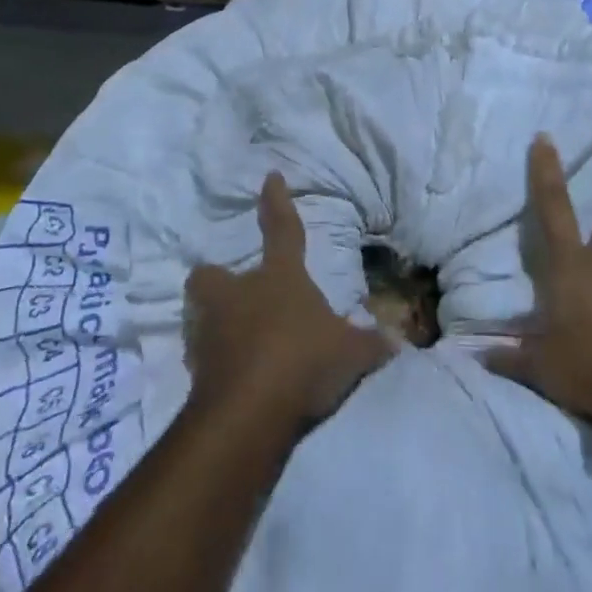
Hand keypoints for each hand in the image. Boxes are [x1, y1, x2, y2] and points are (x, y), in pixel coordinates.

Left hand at [184, 173, 392, 427]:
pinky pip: (203, 358)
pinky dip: (216, 365)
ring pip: (201, 314)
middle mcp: (238, 294)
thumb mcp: (349, 354)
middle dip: (216, 279)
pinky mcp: (195, 370)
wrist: (249, 414)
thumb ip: (369, 344)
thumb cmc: (302, 362)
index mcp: (279, 277)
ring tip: (235, 341)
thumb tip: (396, 339)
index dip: (277, 202)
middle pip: (211, 274)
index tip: (271, 177)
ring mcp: (211, 330)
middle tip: (233, 295)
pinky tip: (234, 381)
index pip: (282, 229)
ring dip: (215, 323)